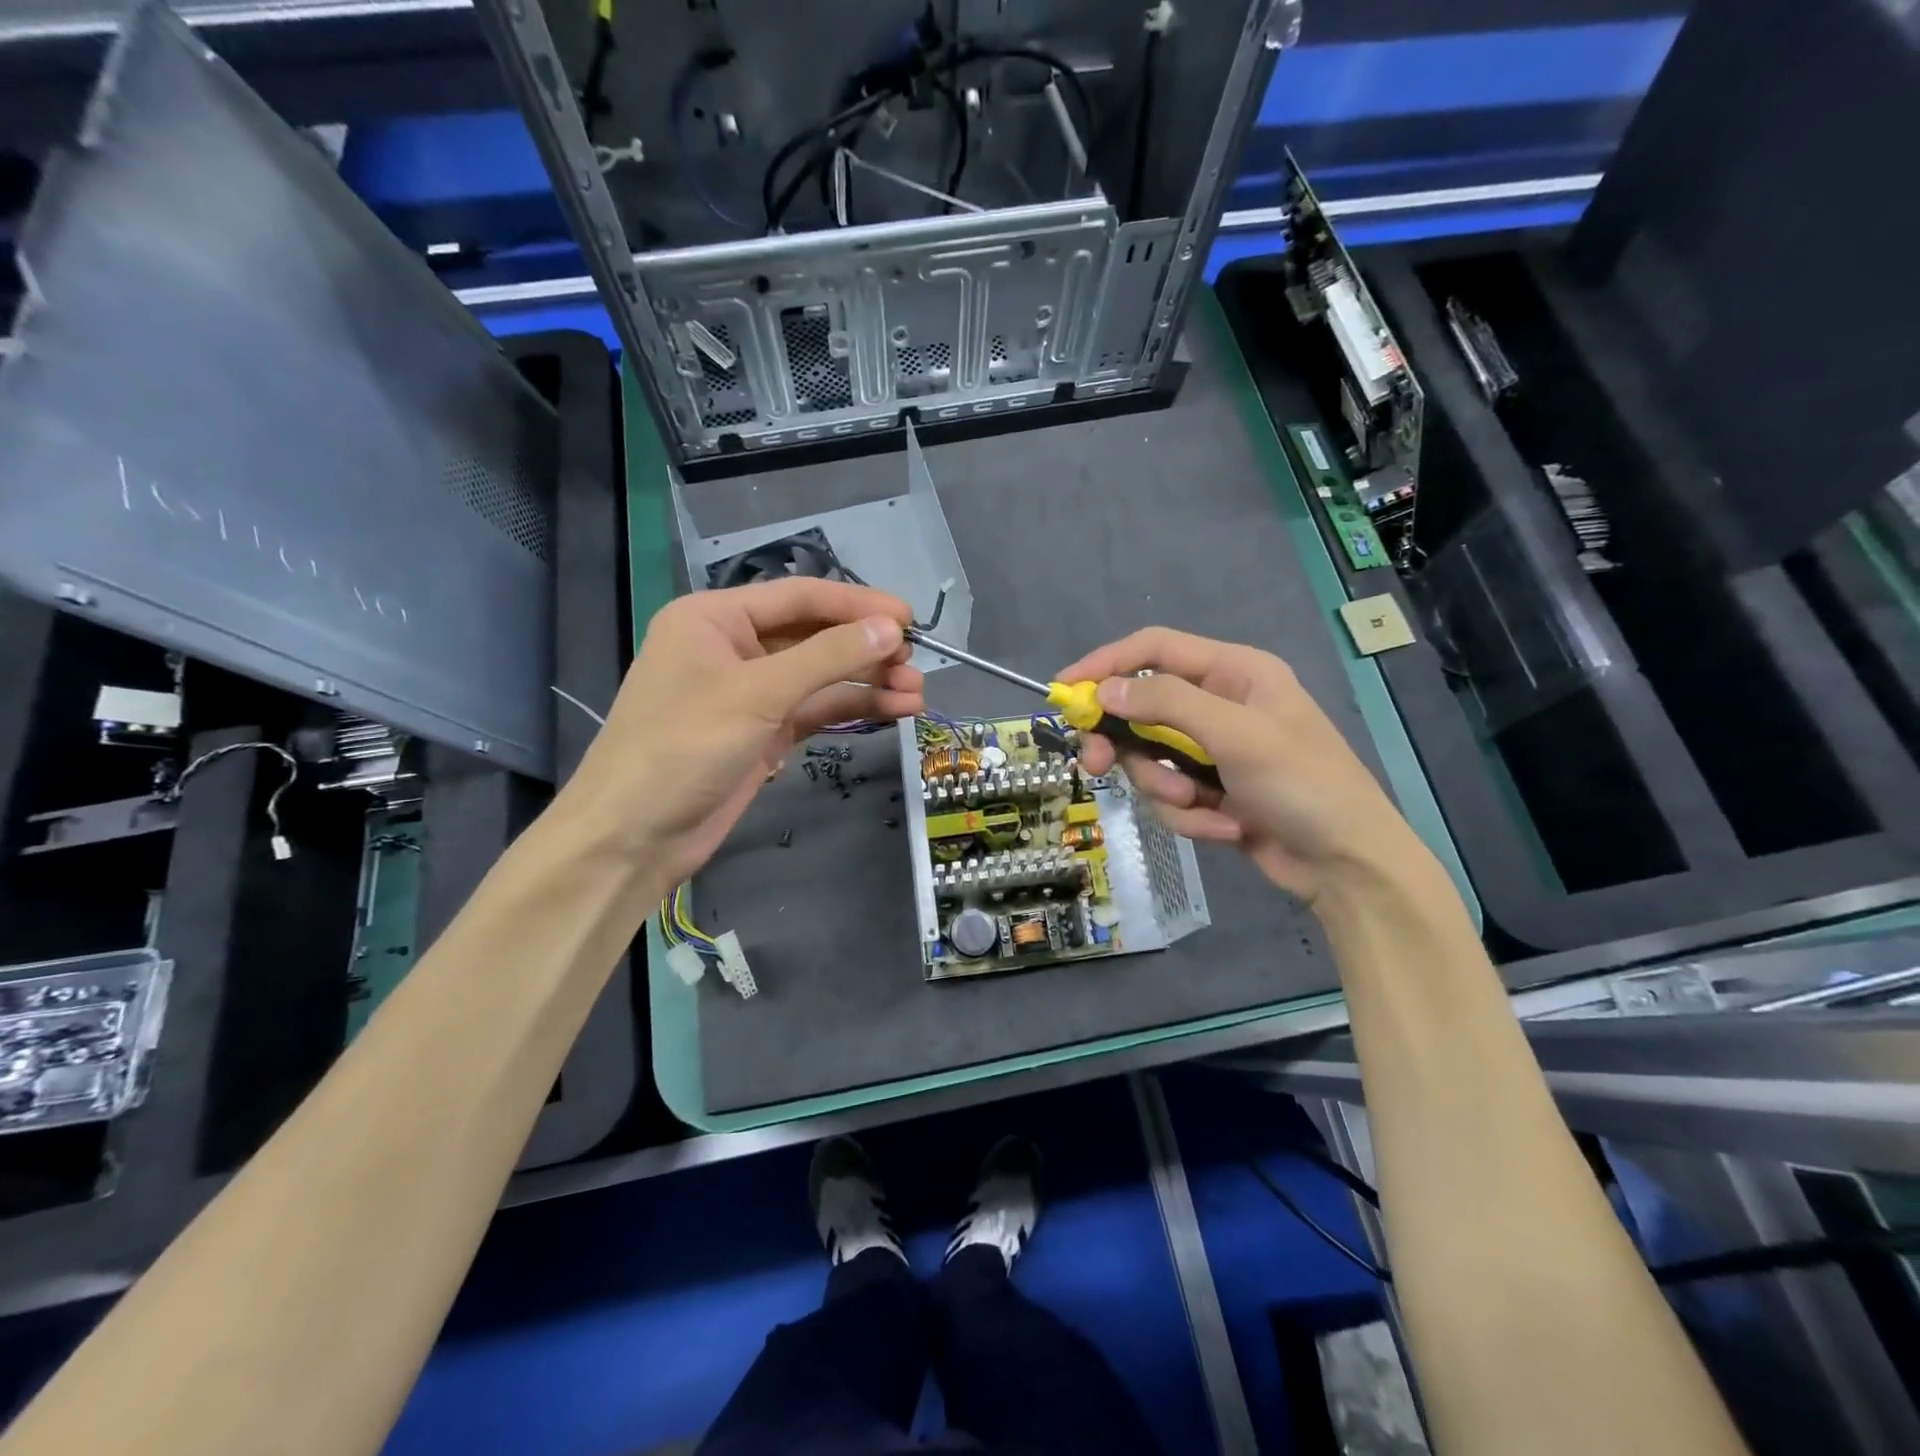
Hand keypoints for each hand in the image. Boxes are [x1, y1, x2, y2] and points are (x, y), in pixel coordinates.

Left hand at [565, 579, 923, 890]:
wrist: (635, 835)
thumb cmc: (684, 746)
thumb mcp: (758, 694)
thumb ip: (827, 657)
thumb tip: (891, 629)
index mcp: (717, 618)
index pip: (800, 597)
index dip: (858, 605)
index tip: (910, 618)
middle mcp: (735, 647)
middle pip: (815, 636)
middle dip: (867, 650)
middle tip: (917, 664)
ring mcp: (752, 693)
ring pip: (821, 676)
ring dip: (868, 682)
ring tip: (917, 694)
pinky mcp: (765, 732)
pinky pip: (816, 710)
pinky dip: (852, 709)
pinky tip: (893, 710)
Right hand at [1055, 628, 1431, 906]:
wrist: (1347, 865)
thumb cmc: (1304, 785)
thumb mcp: (1236, 735)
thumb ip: (1167, 705)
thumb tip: (1104, 691)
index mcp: (1233, 673)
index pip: (1154, 650)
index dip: (1106, 664)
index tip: (1065, 689)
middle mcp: (1219, 706)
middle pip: (1142, 710)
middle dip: (1124, 744)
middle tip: (1095, 766)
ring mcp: (1213, 752)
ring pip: (1151, 761)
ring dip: (1167, 790)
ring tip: (1201, 807)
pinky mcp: (1211, 792)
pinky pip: (1172, 797)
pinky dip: (1192, 817)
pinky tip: (1228, 828)